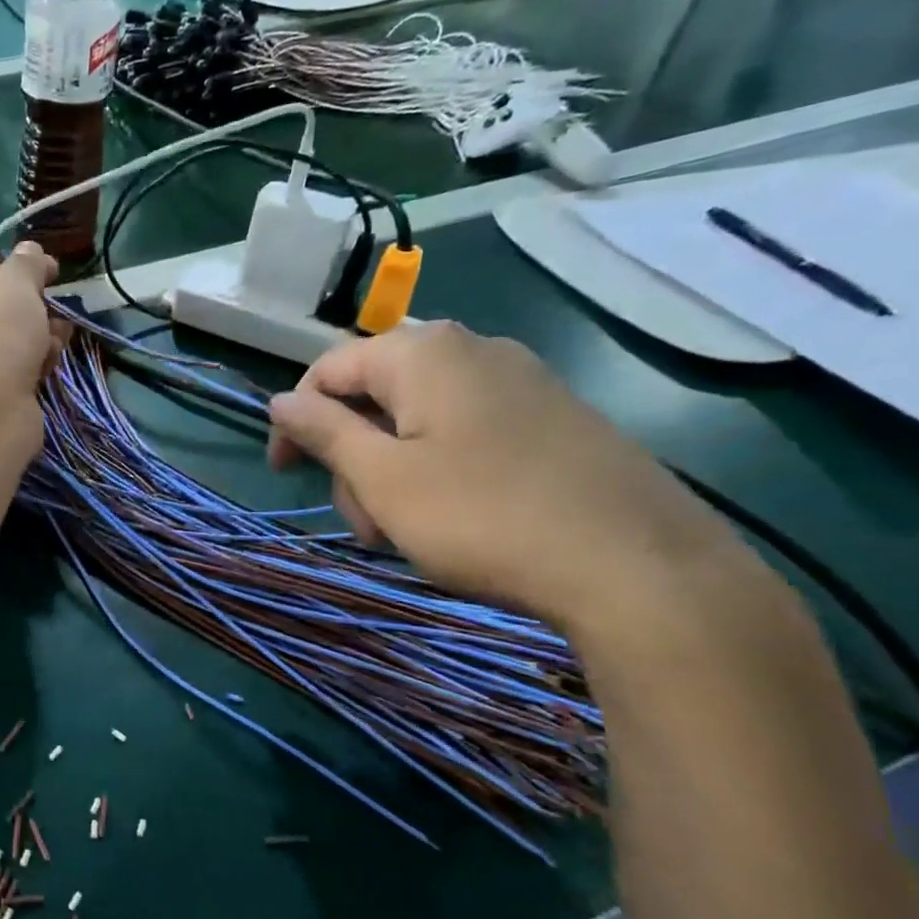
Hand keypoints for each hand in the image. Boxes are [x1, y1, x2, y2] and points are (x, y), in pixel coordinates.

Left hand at [0, 243, 60, 408]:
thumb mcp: (15, 282)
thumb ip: (26, 263)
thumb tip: (32, 251)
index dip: (12, 267)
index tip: (47, 271)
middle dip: (26, 307)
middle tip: (55, 304)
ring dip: (33, 336)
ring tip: (60, 335)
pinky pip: (1, 373)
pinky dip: (25, 366)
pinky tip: (49, 363)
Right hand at [266, 321, 747, 630]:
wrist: (638, 567)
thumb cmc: (482, 517)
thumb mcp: (381, 479)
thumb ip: (323, 432)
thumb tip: (280, 400)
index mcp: (423, 353)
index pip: (327, 370)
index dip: (294, 421)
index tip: (285, 474)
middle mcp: (473, 350)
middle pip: (374, 396)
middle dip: (353, 459)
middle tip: (366, 523)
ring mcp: (522, 383)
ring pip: (418, 420)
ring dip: (392, 474)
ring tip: (408, 532)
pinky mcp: (555, 418)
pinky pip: (466, 432)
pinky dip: (438, 471)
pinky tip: (455, 520)